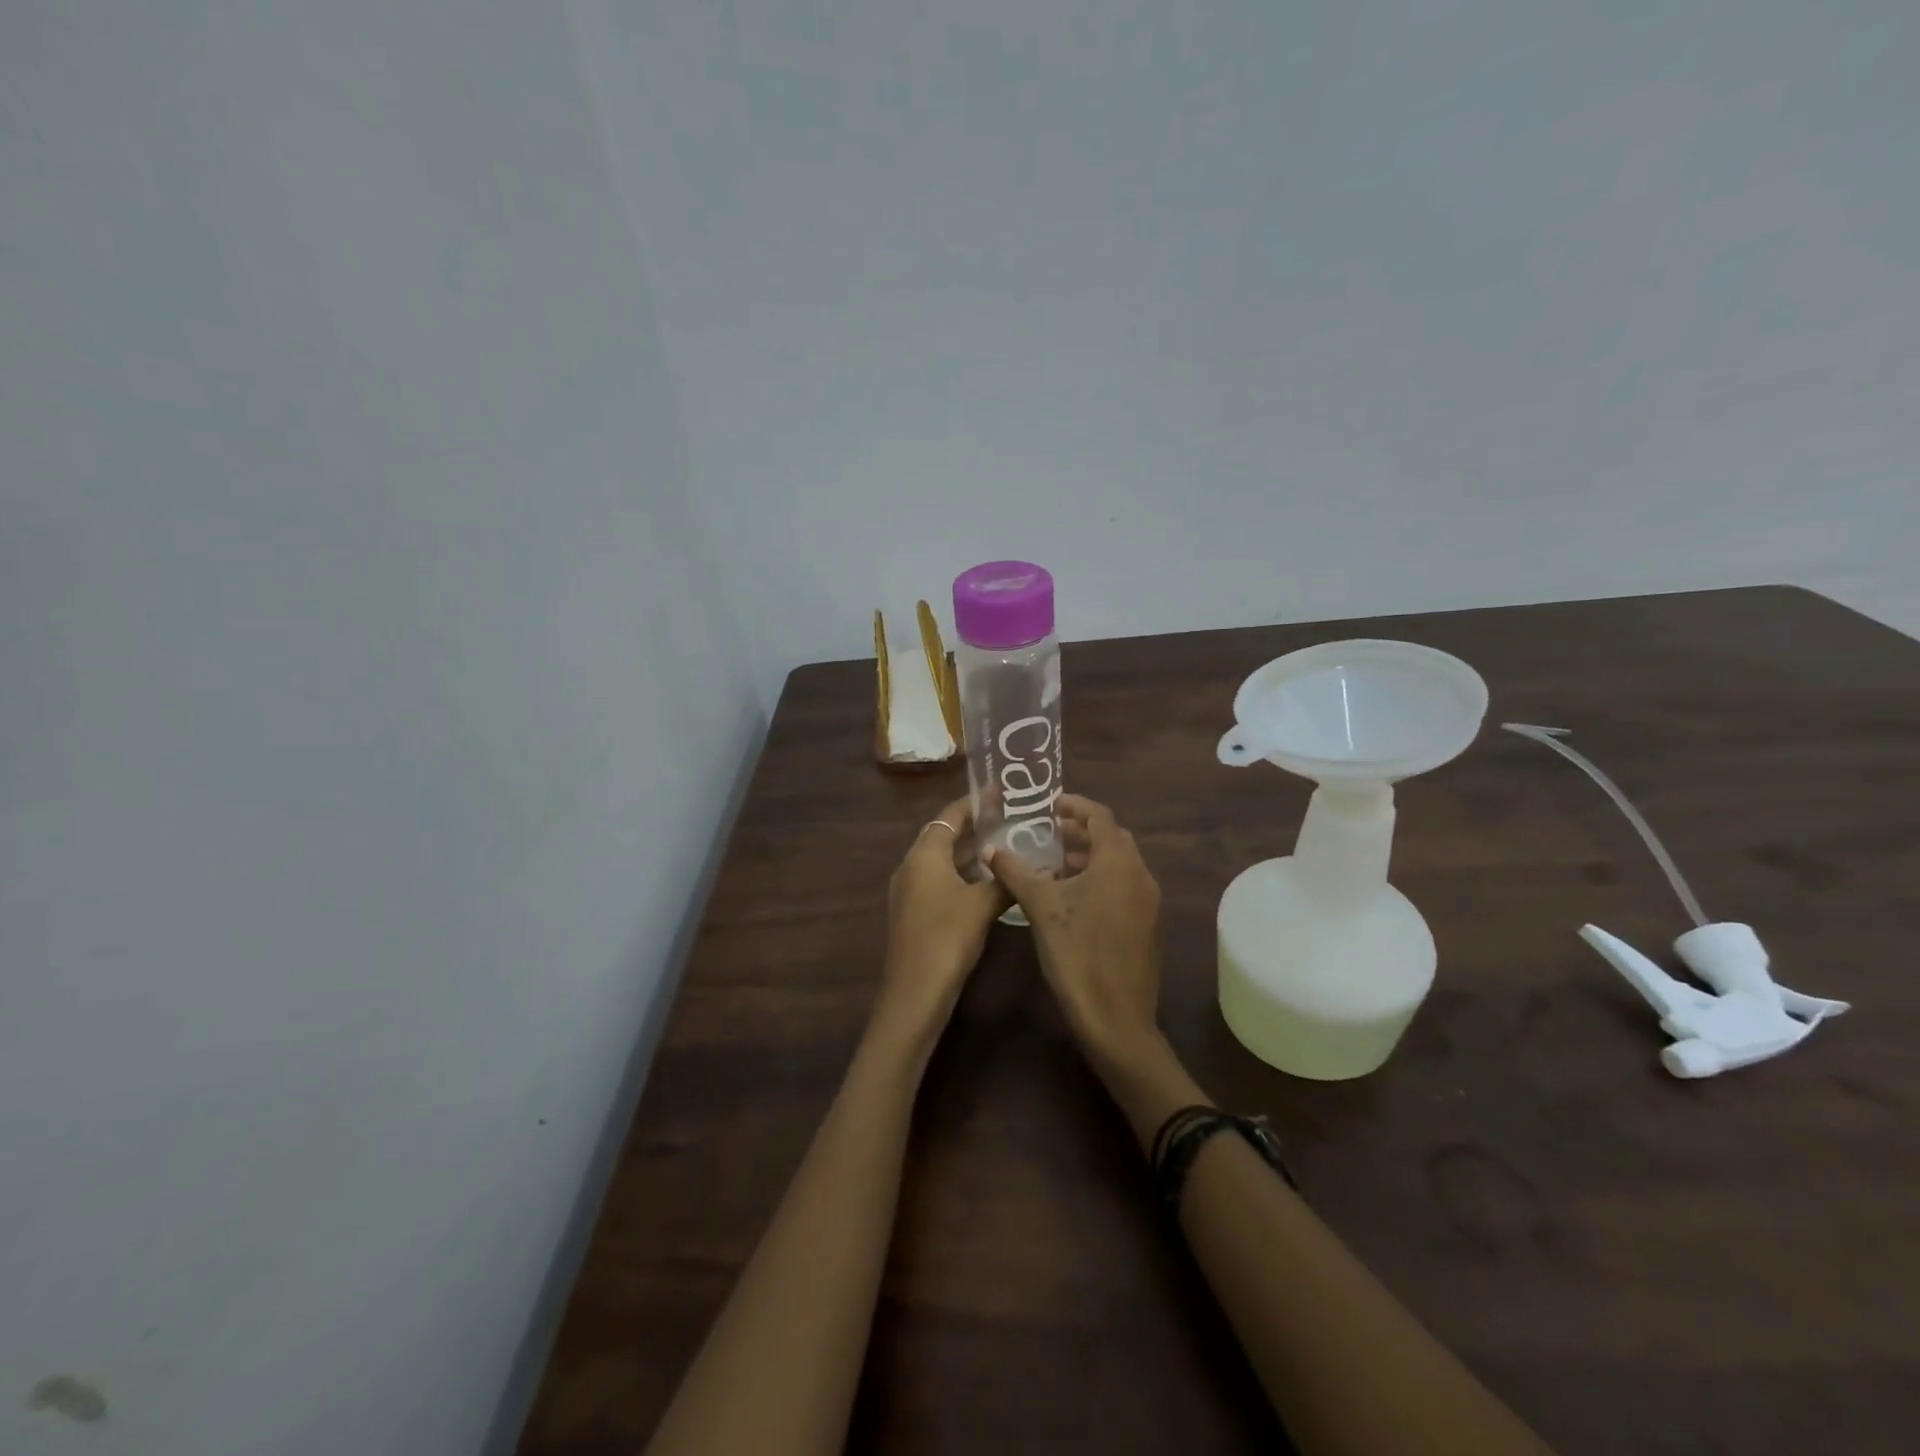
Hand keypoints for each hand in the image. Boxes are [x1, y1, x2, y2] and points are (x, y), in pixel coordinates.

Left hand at [875, 797, 1007, 1045]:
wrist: (914, 994)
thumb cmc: (947, 939)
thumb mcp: (982, 905)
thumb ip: (1004, 880)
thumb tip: (1024, 864)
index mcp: (923, 855)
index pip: (949, 816)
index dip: (974, 802)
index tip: (1000, 791)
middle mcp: (912, 866)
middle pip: (943, 835)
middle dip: (974, 825)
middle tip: (1008, 816)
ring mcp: (910, 891)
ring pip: (942, 860)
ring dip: (969, 851)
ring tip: (1004, 843)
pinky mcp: (915, 913)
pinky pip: (941, 880)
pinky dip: (963, 873)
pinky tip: (988, 882)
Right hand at [984, 794, 1162, 1069]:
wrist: (1115, 1018)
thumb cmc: (1077, 953)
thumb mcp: (1041, 907)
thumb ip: (1015, 872)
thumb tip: (990, 849)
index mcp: (1118, 862)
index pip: (1100, 816)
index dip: (1075, 805)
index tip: (1050, 804)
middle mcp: (1140, 875)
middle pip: (1113, 838)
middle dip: (1082, 831)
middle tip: (1049, 832)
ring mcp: (1147, 902)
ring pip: (1119, 864)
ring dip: (1089, 856)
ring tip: (1054, 864)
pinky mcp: (1146, 925)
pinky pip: (1123, 886)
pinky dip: (1100, 879)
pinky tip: (1071, 898)